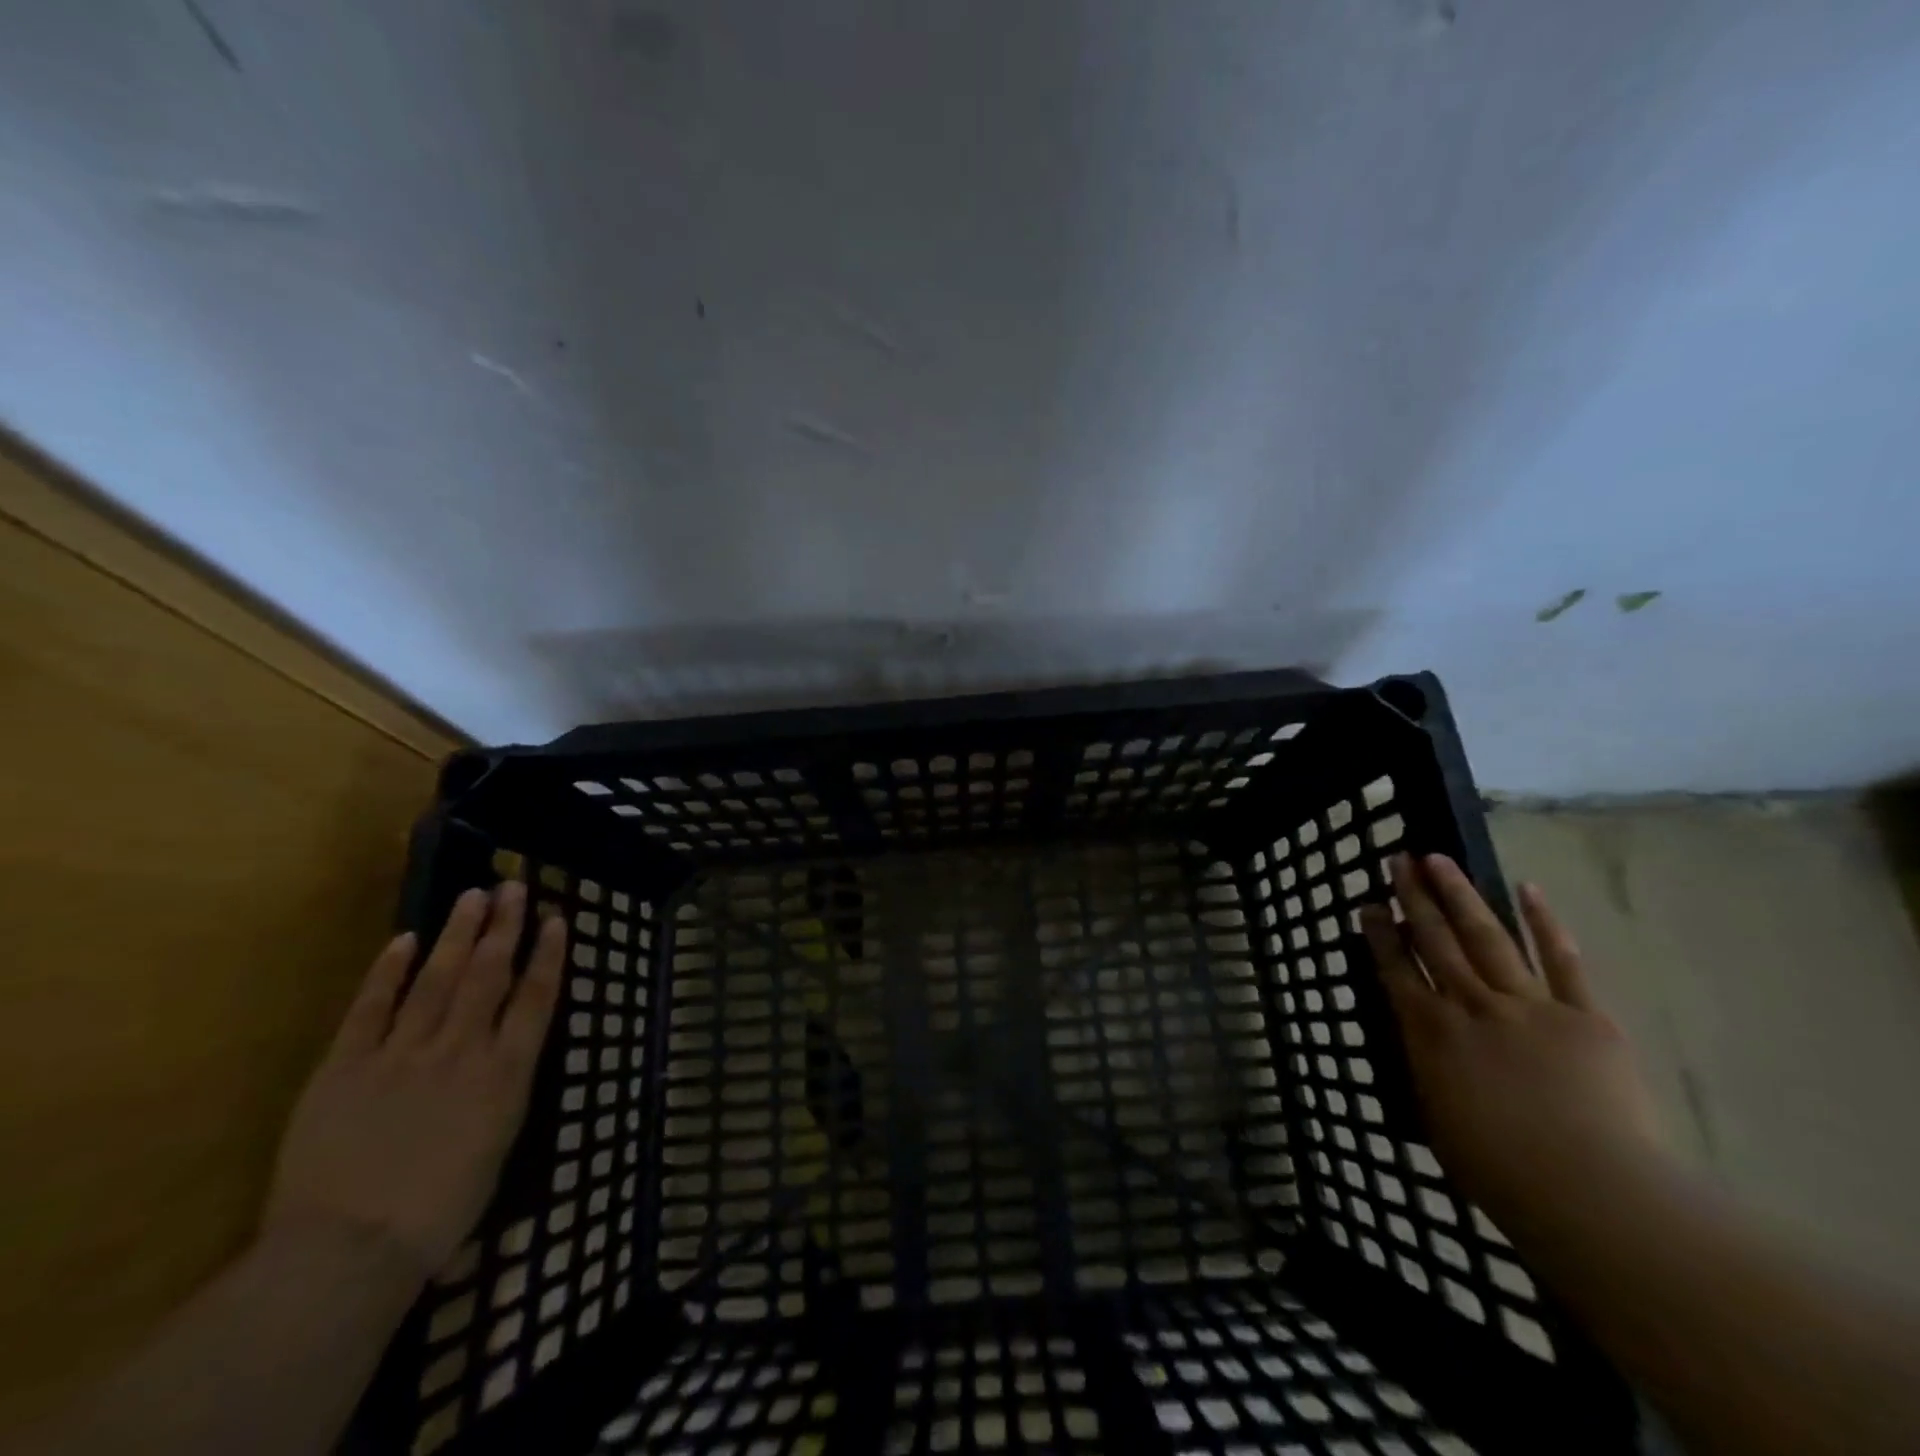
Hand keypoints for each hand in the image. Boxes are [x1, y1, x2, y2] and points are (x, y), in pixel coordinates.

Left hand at [263, 882, 566, 1281]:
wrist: (345, 1253)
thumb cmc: (438, 1214)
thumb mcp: (497, 1151)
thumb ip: (503, 1097)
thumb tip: (508, 1068)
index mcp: (505, 1074)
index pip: (536, 998)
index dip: (549, 954)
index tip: (557, 918)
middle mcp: (462, 1050)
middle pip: (489, 975)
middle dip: (504, 927)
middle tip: (513, 886)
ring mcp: (402, 1054)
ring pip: (437, 979)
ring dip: (457, 934)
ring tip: (472, 896)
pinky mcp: (345, 1067)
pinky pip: (371, 1009)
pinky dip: (388, 972)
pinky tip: (403, 940)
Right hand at [1360, 854, 1664, 1240]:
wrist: (1593, 1194)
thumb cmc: (1500, 1171)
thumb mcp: (1436, 1119)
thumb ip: (1424, 1070)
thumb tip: (1417, 1040)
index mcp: (1429, 1032)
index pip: (1395, 969)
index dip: (1379, 934)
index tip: (1368, 905)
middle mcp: (1469, 1005)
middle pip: (1434, 940)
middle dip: (1413, 898)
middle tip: (1398, 861)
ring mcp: (1527, 1005)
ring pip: (1485, 937)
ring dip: (1459, 895)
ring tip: (1438, 859)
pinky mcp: (1583, 1015)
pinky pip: (1561, 961)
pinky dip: (1544, 923)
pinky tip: (1527, 889)